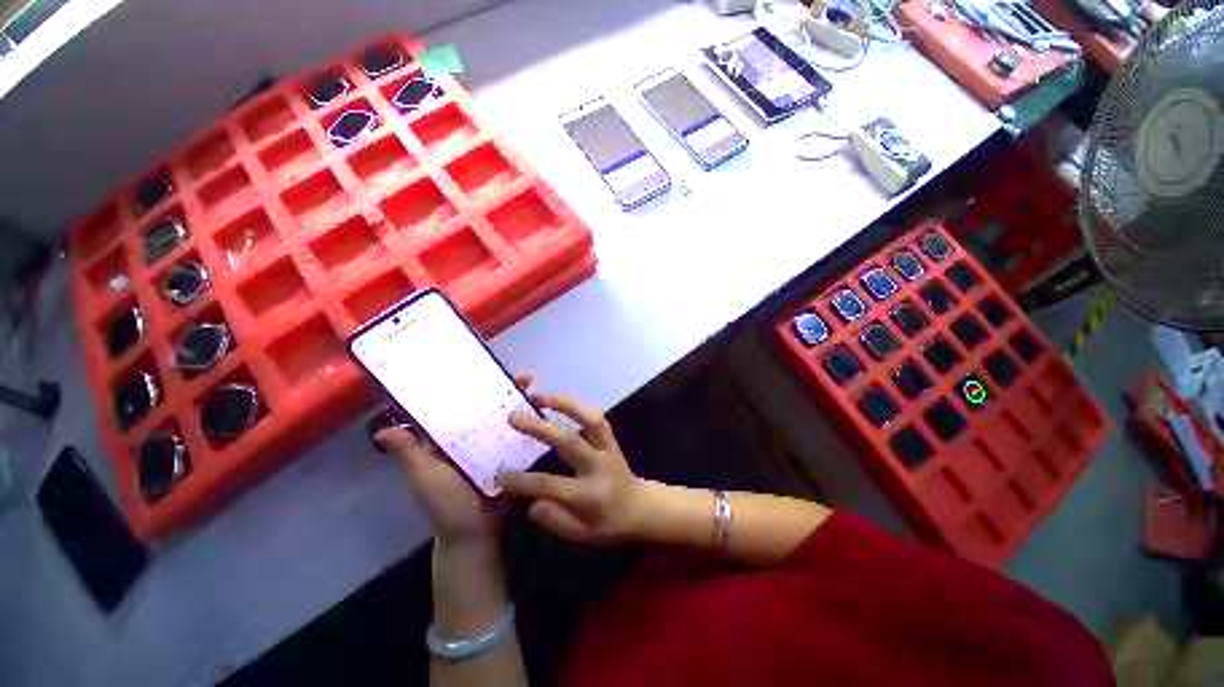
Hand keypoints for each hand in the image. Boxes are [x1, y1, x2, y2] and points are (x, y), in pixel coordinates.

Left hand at [376, 374, 532, 546]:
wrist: (475, 533)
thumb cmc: (445, 504)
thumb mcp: (424, 477)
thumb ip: (409, 454)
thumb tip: (381, 429)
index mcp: (450, 439)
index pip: (459, 406)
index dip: (468, 388)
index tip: (481, 369)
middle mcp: (473, 438)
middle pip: (488, 408)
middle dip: (502, 390)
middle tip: (521, 375)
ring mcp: (495, 446)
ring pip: (506, 419)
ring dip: (519, 403)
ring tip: (534, 387)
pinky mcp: (512, 456)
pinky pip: (521, 436)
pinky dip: (530, 424)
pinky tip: (542, 412)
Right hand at [498, 394, 644, 543]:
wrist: (641, 507)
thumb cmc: (609, 524)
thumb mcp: (581, 535)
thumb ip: (554, 520)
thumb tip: (531, 502)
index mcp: (588, 495)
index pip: (549, 485)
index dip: (521, 481)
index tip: (498, 476)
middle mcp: (597, 466)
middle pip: (568, 441)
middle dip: (539, 427)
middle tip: (513, 417)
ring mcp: (607, 448)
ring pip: (590, 420)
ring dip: (565, 404)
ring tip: (540, 397)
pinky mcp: (611, 439)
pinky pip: (596, 417)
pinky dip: (578, 406)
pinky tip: (560, 400)